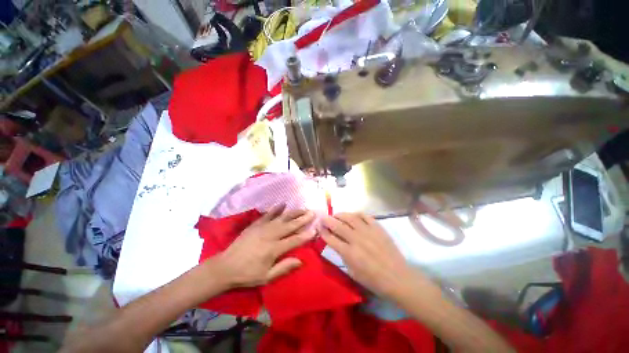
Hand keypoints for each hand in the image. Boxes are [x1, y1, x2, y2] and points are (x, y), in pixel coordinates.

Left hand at [213, 205, 315, 288]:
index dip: (305, 235)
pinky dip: (276, 208)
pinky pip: (268, 214)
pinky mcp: (255, 224)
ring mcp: (262, 228)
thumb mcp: (266, 277)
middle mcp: (270, 235)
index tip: (315, 229)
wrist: (225, 266)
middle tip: (312, 212)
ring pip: (281, 218)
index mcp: (273, 249)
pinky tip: (283, 203)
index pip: (294, 240)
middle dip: (303, 219)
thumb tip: (301, 260)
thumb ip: (284, 268)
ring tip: (303, 208)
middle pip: (290, 225)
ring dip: (293, 212)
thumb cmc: (247, 274)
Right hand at [321, 213, 419, 297]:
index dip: (323, 232)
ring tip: (336, 215)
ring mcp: (368, 231)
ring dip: (341, 215)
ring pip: (351, 217)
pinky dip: (357, 214)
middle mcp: (357, 239)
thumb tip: (337, 243)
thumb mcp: (353, 273)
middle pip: (338, 225)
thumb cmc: (374, 280)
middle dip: (328, 220)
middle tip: (323, 217)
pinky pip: (365, 216)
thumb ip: (343, 256)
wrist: (398, 278)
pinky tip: (353, 215)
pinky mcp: (378, 228)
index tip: (319, 228)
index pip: (331, 239)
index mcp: (349, 253)